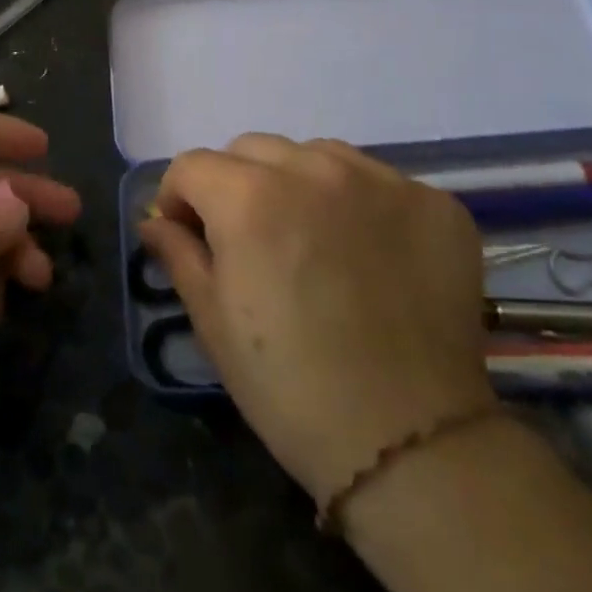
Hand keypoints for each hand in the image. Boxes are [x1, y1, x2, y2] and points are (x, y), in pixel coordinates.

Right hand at [140, 134, 494, 504]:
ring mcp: (382, 181)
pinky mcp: (435, 204)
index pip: (192, 165)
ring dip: (297, 184)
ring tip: (311, 240)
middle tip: (249, 240)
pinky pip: (377, 180)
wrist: (410, 443)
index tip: (188, 235)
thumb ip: (178, 253)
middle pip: (251, 149)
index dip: (179, 199)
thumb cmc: (288, 384)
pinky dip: (359, 204)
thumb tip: (155, 221)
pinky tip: (367, 254)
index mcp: (248, 196)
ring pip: (315, 155)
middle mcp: (314, 170)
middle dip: (234, 185)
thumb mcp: (212, 320)